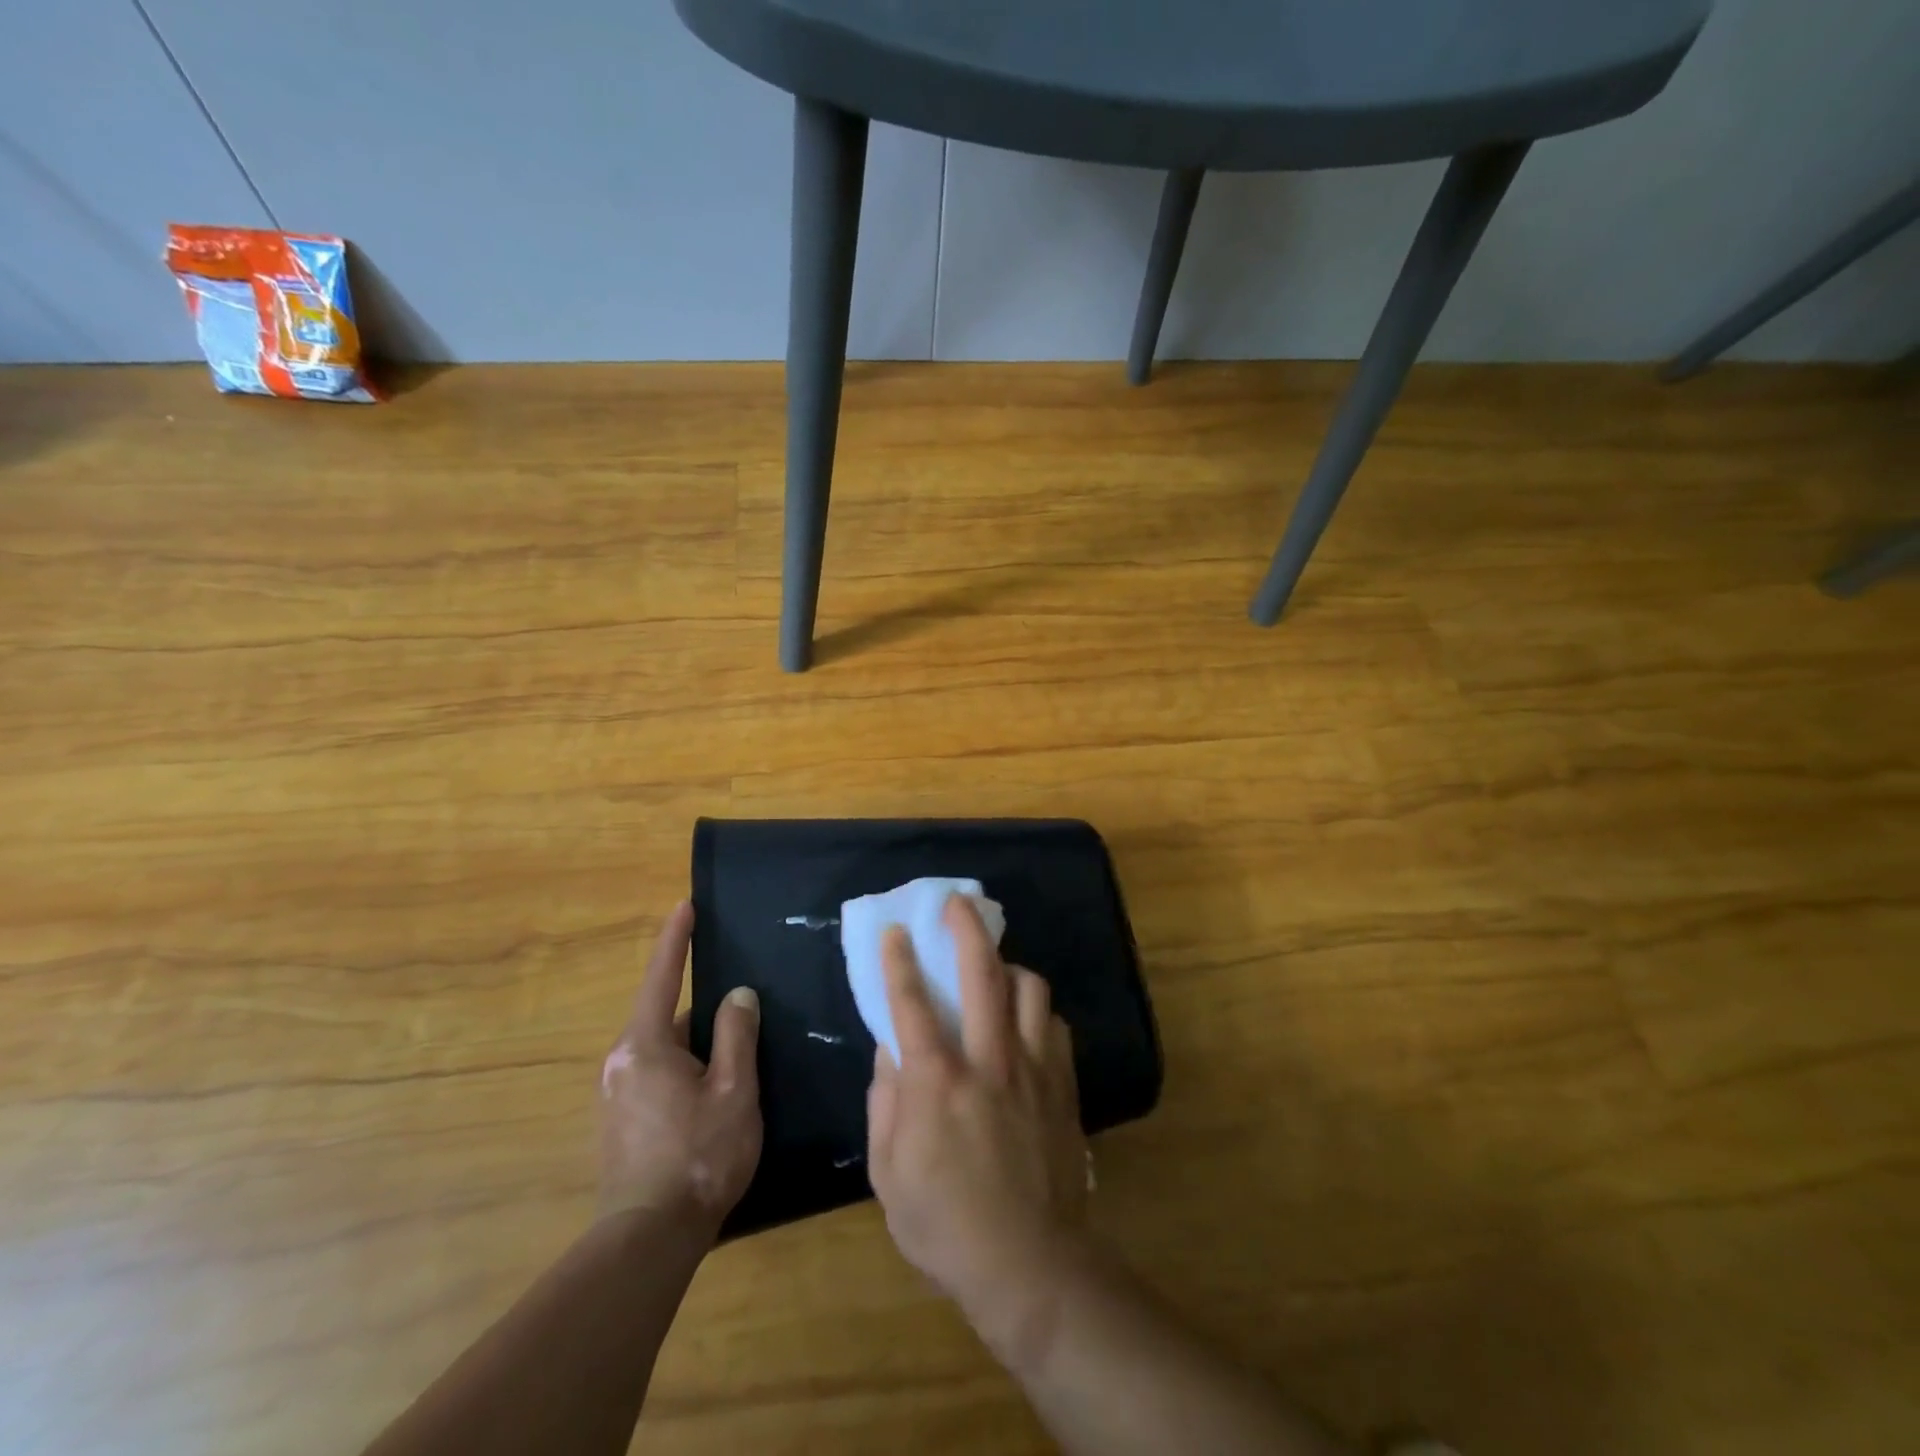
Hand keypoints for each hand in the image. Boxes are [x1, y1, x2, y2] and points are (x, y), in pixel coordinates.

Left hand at [599, 901, 762, 1231]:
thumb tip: (737, 995)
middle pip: (666, 1016)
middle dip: (702, 1011)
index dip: (675, 939)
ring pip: (663, 1049)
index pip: (662, 976)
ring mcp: (614, 1094)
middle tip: (741, 1011)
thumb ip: (737, 1034)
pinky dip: (684, 1069)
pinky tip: (711, 1093)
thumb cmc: (698, 1156)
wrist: (648, 1239)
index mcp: (645, 1045)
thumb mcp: (732, 1090)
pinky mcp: (618, 1122)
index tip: (685, 905)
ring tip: (734, 1056)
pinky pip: (656, 1074)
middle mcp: (620, 1062)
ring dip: (695, 1045)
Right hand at [866, 895, 1088, 1328]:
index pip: (911, 1004)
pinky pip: (1054, 1024)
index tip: (895, 931)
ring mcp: (1033, 1069)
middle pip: (981, 974)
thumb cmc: (945, 1224)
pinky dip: (1036, 1011)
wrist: (1030, 1264)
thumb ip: (883, 1103)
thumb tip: (888, 1051)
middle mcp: (988, 1060)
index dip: (899, 961)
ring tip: (995, 968)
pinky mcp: (1063, 1084)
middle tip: (957, 904)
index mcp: (937, 1083)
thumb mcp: (888, 1174)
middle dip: (966, 928)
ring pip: (1029, 989)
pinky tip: (1026, 1021)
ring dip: (1009, 966)